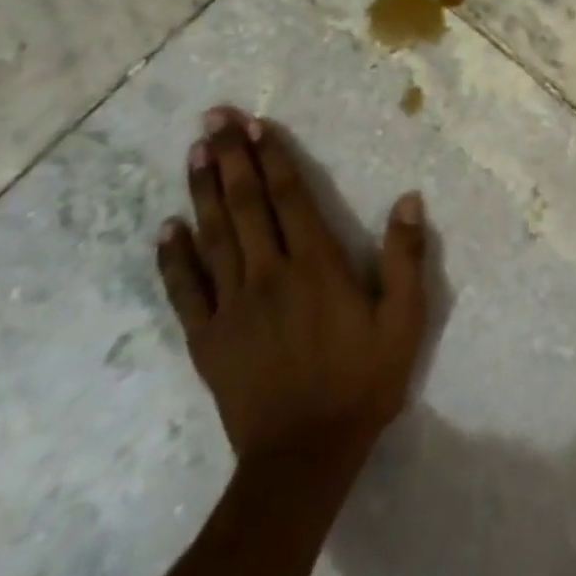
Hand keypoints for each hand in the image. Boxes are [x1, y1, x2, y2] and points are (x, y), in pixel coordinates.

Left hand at [156, 106, 428, 470]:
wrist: (303, 457)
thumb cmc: (362, 382)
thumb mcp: (404, 320)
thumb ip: (405, 257)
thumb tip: (408, 199)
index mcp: (316, 265)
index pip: (290, 197)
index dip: (273, 157)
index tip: (256, 124)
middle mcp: (269, 274)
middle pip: (245, 204)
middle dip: (230, 157)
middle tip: (213, 118)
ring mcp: (231, 306)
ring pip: (213, 235)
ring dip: (203, 190)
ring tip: (194, 152)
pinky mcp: (207, 339)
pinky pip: (185, 289)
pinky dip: (174, 256)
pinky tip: (167, 227)